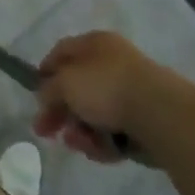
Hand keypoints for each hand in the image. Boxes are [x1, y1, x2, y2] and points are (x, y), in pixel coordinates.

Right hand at [34, 31, 167, 162]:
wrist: (159, 114)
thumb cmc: (106, 87)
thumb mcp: (65, 83)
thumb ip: (49, 90)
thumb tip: (45, 97)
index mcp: (95, 43)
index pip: (62, 52)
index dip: (45, 72)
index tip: (34, 95)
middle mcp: (112, 62)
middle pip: (77, 87)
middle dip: (59, 111)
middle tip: (45, 132)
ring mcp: (130, 92)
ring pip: (94, 113)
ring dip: (80, 130)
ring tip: (79, 143)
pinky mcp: (143, 120)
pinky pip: (114, 130)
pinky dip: (103, 141)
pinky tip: (101, 150)